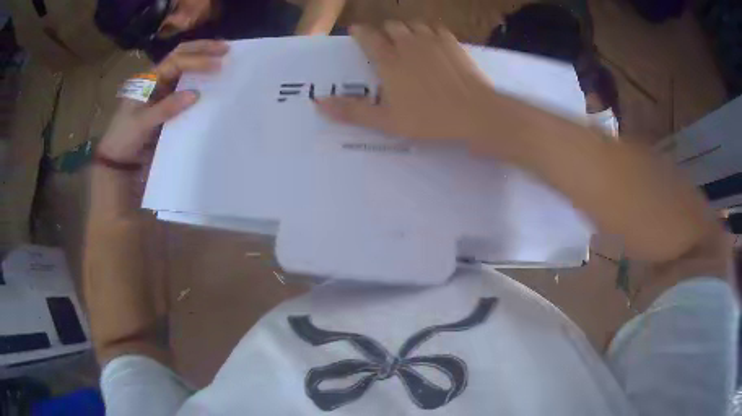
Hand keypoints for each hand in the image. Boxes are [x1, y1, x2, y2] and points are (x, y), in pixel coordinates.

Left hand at [96, 40, 228, 163]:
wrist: (118, 159)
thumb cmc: (125, 138)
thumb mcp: (142, 124)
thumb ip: (166, 108)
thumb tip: (196, 93)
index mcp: (149, 79)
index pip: (176, 61)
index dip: (198, 60)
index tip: (219, 65)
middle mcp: (157, 79)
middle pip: (181, 54)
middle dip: (203, 49)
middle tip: (227, 49)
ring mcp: (162, 90)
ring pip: (184, 66)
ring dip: (202, 59)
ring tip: (223, 57)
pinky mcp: (167, 102)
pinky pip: (184, 85)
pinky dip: (199, 78)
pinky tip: (211, 79)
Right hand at [315, 23, 505, 143]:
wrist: (475, 113)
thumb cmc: (429, 119)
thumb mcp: (386, 121)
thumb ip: (352, 110)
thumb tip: (318, 102)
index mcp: (389, 60)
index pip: (368, 36)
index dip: (360, 32)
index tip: (356, 32)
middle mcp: (408, 43)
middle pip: (392, 26)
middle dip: (385, 32)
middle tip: (385, 45)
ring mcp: (433, 40)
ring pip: (414, 24)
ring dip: (407, 30)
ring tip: (408, 42)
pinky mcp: (453, 44)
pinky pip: (436, 28)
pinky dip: (430, 32)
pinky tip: (432, 42)